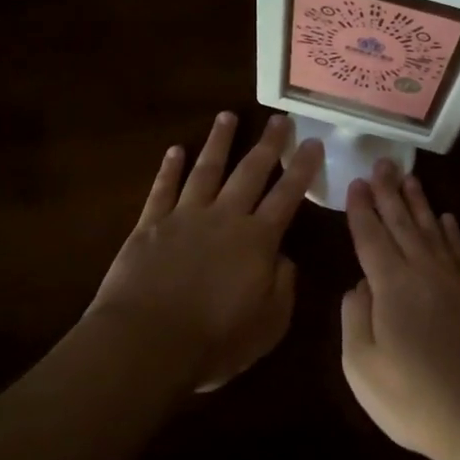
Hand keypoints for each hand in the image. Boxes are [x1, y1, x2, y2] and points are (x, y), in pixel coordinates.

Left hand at [90, 111, 322, 392]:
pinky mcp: (150, 225)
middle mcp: (225, 217)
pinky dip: (169, 168)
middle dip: (268, 144)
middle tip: (280, 119)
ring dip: (219, 141)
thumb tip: (284, 257)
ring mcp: (185, 217)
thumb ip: (283, 286)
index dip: (302, 168)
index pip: (287, 195)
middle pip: (250, 171)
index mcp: (258, 240)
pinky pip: (162, 189)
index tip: (313, 143)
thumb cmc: (215, 341)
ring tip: (228, 116)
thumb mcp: (269, 324)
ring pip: (206, 169)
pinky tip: (175, 150)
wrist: (146, 343)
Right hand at [340, 161, 459, 459]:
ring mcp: (456, 280)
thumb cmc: (415, 398)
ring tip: (410, 179)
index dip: (362, 209)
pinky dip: (452, 231)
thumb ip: (354, 319)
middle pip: (403, 222)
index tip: (356, 182)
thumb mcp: (363, 367)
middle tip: (382, 163)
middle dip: (389, 192)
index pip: (371, 236)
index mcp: (391, 285)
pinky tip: (448, 218)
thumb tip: (357, 285)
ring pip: (433, 229)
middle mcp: (424, 270)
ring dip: (420, 203)